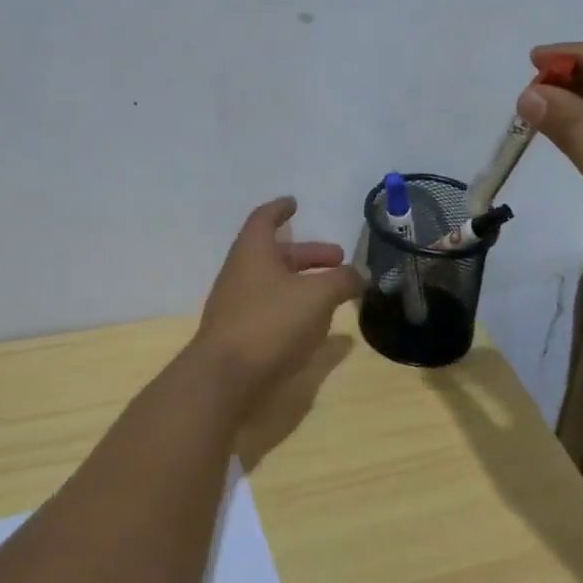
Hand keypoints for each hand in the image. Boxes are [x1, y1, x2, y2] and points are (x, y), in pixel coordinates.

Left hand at [191, 197, 363, 413]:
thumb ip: (342, 281)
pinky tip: (314, 326)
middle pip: (276, 254)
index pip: (265, 218)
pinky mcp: (238, 334)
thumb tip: (358, 275)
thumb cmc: (270, 322)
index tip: (295, 204)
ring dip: (302, 283)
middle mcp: (240, 272)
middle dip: (307, 255)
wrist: (223, 378)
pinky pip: (269, 310)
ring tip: (332, 294)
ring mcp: (236, 305)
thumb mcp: (317, 296)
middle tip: (338, 260)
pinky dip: (292, 308)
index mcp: (253, 251)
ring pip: (274, 284)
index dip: (280, 209)